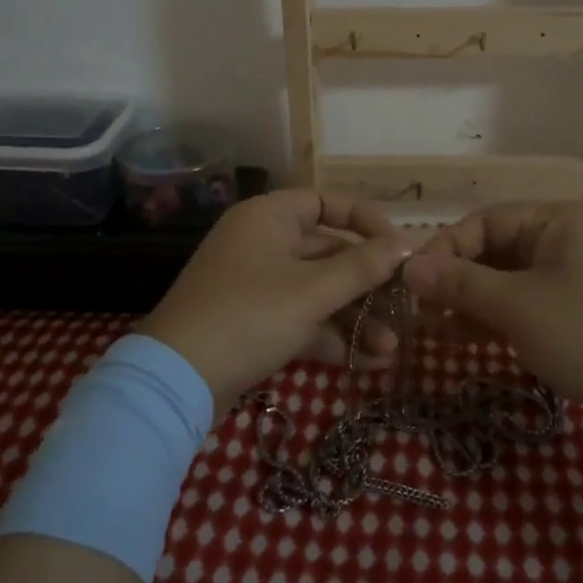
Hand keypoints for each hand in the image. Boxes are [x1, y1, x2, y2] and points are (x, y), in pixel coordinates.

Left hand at [137, 190, 410, 420]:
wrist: (177, 381)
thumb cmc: (250, 316)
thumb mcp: (312, 291)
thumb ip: (362, 267)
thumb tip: (406, 245)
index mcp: (270, 217)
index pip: (328, 202)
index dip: (367, 221)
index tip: (399, 248)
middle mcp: (262, 242)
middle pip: (328, 251)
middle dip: (367, 284)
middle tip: (404, 307)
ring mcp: (256, 283)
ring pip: (317, 289)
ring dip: (354, 316)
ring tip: (390, 348)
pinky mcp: (252, 321)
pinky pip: (300, 317)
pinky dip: (329, 335)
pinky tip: (365, 362)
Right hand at [402, 202, 582, 416]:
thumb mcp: (518, 306)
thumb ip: (460, 284)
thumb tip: (409, 268)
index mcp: (556, 220)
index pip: (484, 221)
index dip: (444, 248)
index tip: (412, 283)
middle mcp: (563, 240)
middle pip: (494, 249)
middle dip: (455, 278)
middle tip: (419, 309)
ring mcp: (572, 278)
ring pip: (507, 280)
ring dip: (471, 300)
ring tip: (432, 326)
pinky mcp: (577, 313)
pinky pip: (525, 305)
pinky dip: (495, 318)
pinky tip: (462, 338)